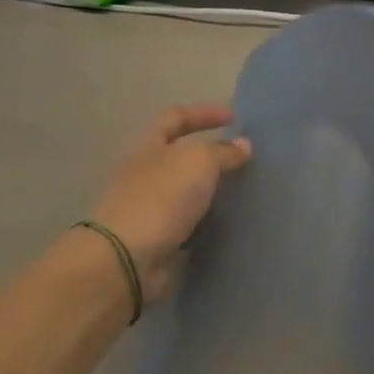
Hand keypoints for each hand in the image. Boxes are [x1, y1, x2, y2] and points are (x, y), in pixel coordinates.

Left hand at [86, 105, 251, 301]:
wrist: (127, 260)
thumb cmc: (160, 199)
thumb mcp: (197, 163)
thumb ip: (223, 152)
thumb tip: (243, 145)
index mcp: (148, 146)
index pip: (176, 117)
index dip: (204, 113)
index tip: (235, 117)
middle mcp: (145, 173)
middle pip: (180, 155)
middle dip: (212, 154)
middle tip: (246, 159)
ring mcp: (150, 207)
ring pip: (187, 190)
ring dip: (212, 189)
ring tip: (245, 190)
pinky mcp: (158, 238)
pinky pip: (189, 222)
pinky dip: (208, 220)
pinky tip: (230, 222)